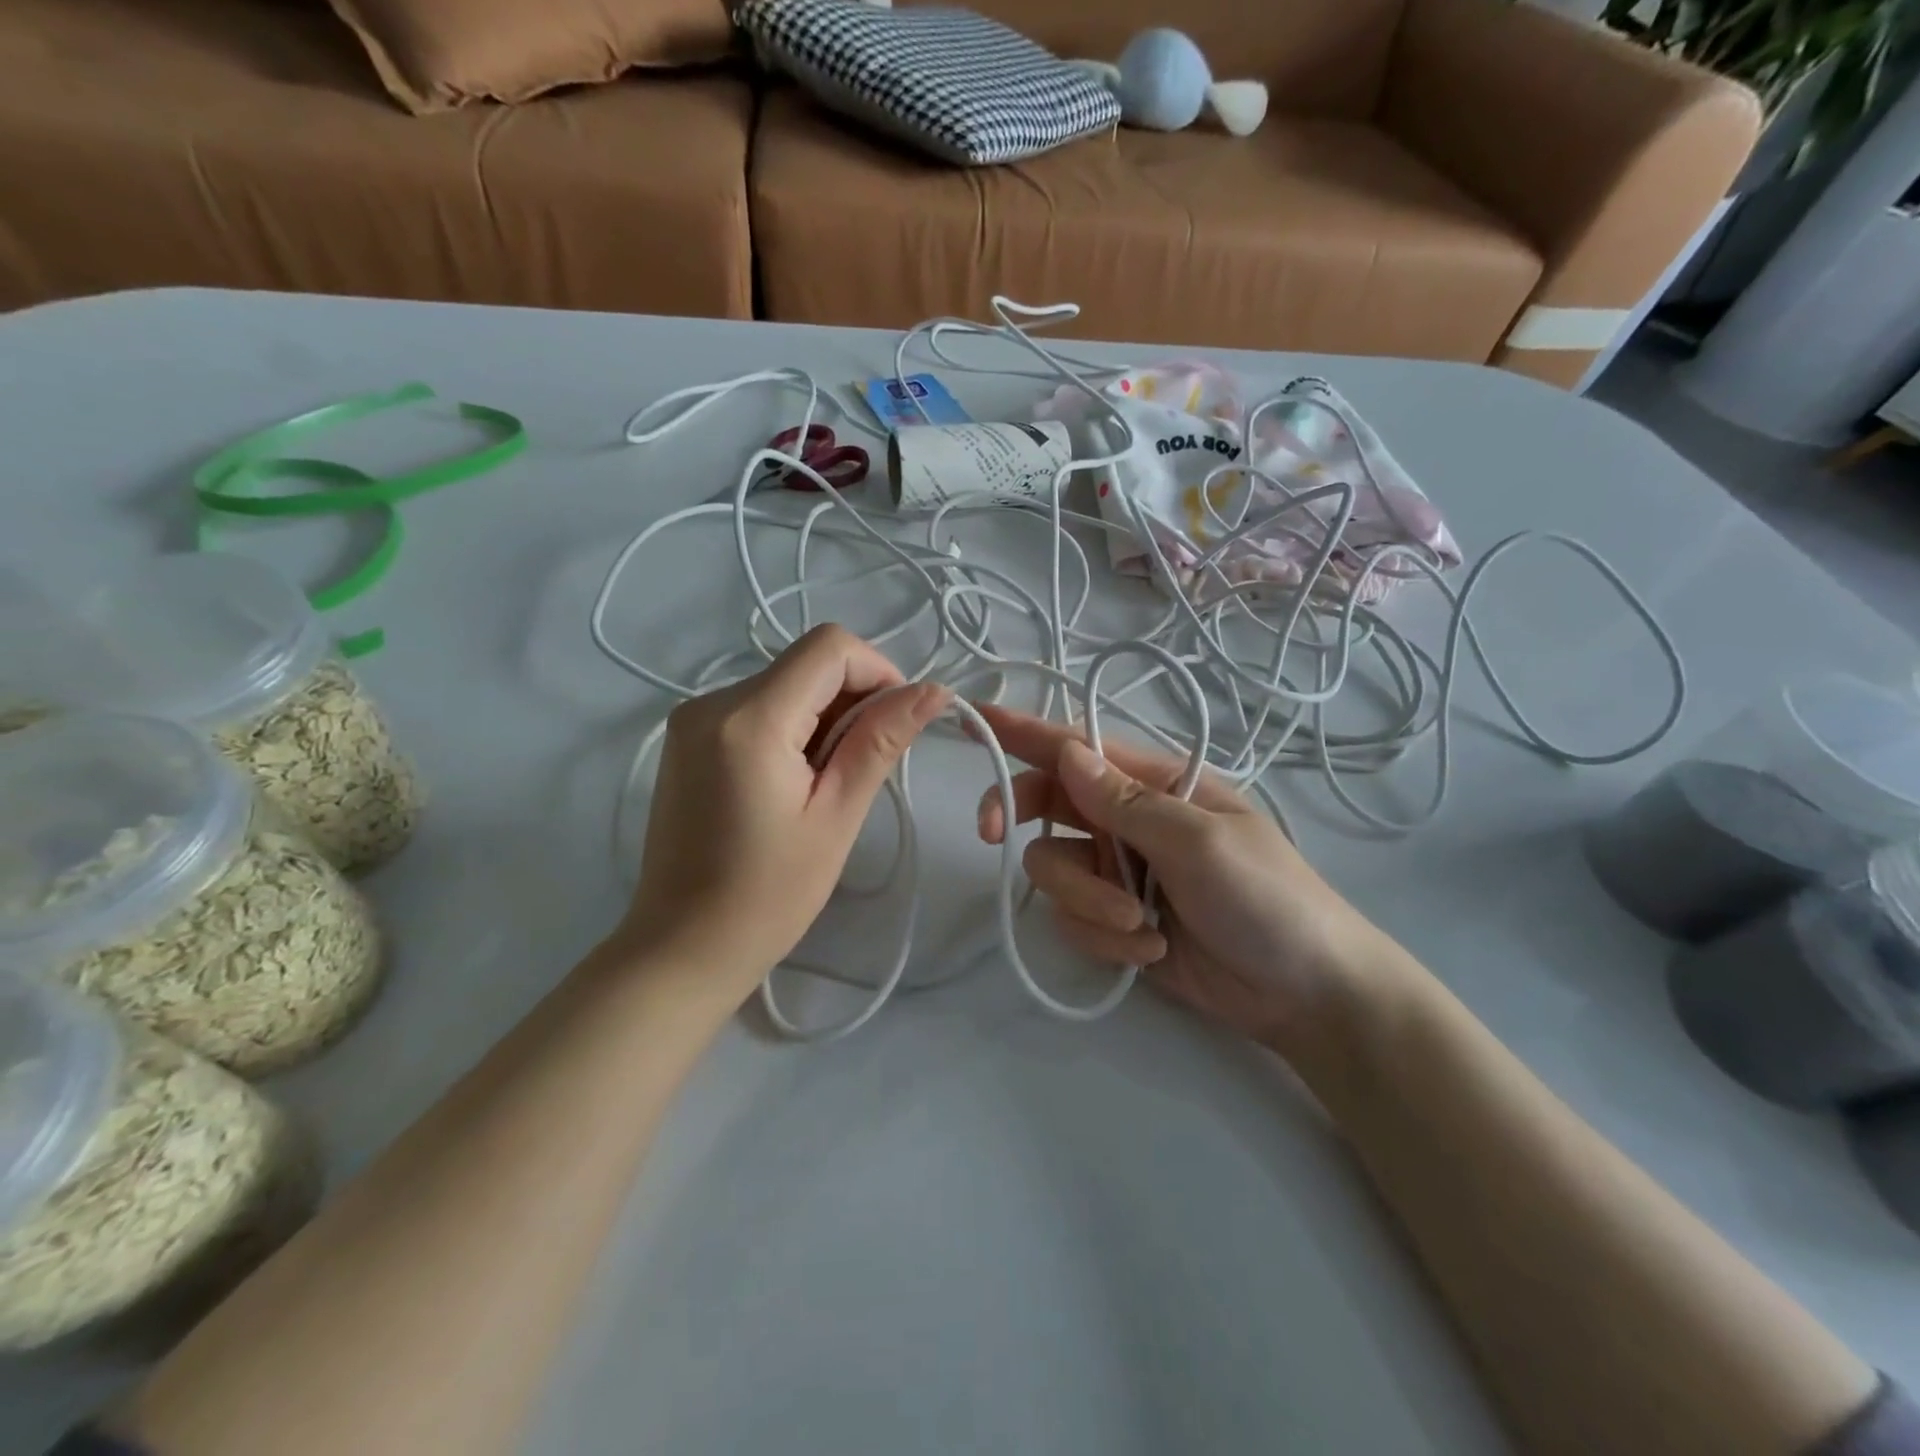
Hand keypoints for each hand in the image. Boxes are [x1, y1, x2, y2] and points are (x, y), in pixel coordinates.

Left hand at [623, 625, 948, 1002]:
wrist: (682, 948)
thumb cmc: (768, 896)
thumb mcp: (837, 816)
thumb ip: (881, 741)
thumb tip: (934, 691)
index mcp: (749, 719)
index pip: (829, 647)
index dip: (878, 671)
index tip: (898, 722)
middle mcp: (711, 701)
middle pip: (807, 664)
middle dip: (852, 700)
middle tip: (864, 767)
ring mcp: (693, 718)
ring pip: (785, 683)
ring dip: (824, 717)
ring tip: (827, 784)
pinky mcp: (688, 738)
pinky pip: (758, 706)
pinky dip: (793, 728)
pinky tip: (796, 781)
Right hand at [974, 704, 1396, 1059]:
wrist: (1303, 995)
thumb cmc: (1268, 899)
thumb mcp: (1200, 842)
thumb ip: (1126, 802)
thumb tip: (1066, 751)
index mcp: (1154, 786)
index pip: (1077, 748)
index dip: (1023, 731)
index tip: (973, 719)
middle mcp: (1126, 822)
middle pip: (1046, 803)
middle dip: (1020, 818)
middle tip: (991, 835)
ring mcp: (1118, 873)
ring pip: (1053, 869)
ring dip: (1089, 902)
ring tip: (1143, 927)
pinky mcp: (1114, 921)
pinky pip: (1073, 919)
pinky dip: (1105, 938)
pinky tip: (1150, 951)